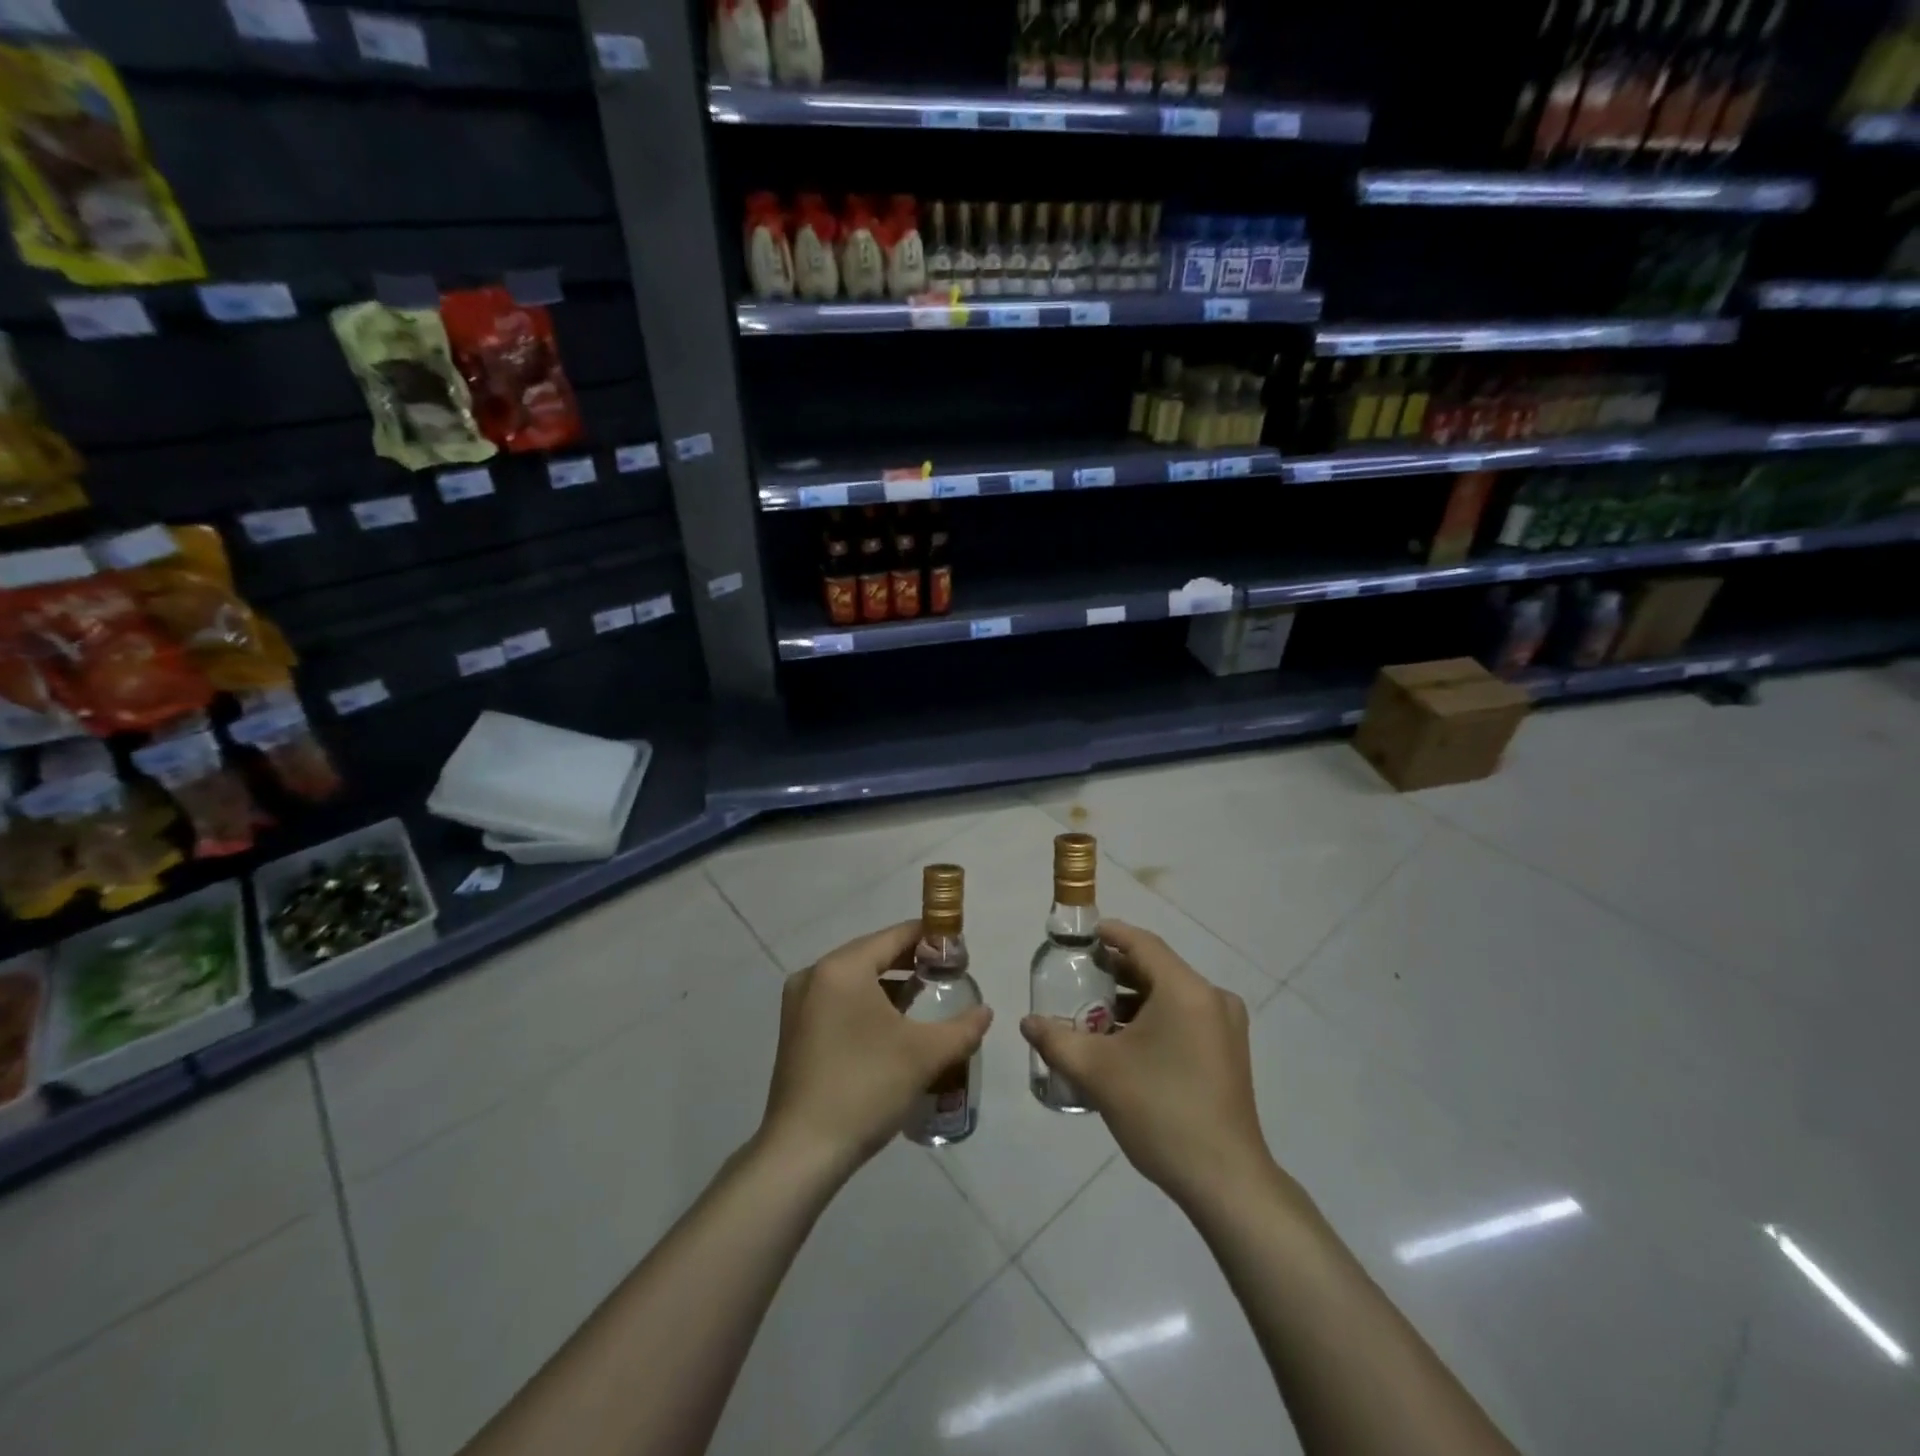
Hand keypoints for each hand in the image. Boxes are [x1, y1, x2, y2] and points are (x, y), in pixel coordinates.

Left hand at [762, 921, 992, 1177]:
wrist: (803, 1151)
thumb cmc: (865, 1087)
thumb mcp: (924, 1055)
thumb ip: (963, 1028)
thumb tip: (985, 1012)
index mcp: (842, 968)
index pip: (895, 936)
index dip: (931, 939)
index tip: (959, 952)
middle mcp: (815, 974)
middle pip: (873, 953)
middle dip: (911, 962)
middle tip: (948, 976)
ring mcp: (799, 1003)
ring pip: (855, 979)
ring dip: (890, 984)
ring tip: (925, 1000)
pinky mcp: (795, 1029)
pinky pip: (839, 1000)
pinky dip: (866, 1003)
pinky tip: (891, 1027)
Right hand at [1022, 920, 1271, 1207]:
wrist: (1225, 1181)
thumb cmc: (1161, 1112)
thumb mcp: (1098, 1073)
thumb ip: (1057, 1041)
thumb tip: (1027, 1022)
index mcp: (1186, 991)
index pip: (1143, 944)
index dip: (1111, 934)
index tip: (1082, 936)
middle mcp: (1212, 999)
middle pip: (1157, 969)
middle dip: (1116, 972)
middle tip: (1079, 976)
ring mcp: (1226, 1027)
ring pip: (1170, 996)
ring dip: (1132, 1000)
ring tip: (1093, 1015)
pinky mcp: (1228, 1052)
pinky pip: (1185, 1018)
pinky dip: (1153, 1020)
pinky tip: (1124, 1044)